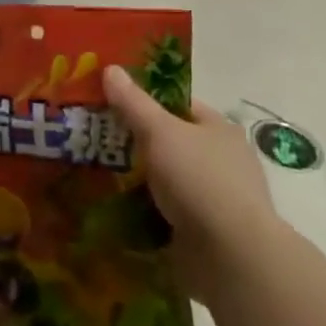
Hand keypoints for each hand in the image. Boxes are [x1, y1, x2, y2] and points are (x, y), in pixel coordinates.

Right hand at [103, 66, 281, 289]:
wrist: (231, 257)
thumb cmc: (199, 180)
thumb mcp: (160, 132)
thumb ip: (133, 103)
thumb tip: (110, 68)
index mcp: (219, 130)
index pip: (179, 106)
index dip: (146, 101)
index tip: (110, 105)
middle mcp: (222, 162)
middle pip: (171, 144)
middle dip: (136, 145)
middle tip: (94, 141)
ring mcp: (216, 200)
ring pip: (167, 182)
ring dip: (138, 183)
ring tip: (95, 178)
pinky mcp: (205, 234)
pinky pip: (167, 216)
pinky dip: (144, 214)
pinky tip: (115, 212)